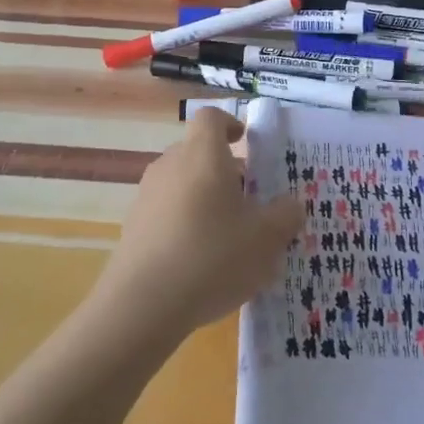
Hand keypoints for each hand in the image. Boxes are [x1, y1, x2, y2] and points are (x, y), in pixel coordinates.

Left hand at [92, 108, 301, 342]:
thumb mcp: (267, 238)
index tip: (247, 142)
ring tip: (230, 238)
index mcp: (203, 155)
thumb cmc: (212, 256)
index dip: (231, 124)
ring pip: (183, 184)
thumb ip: (285, 215)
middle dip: (226, 172)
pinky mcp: (133, 227)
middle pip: (199, 153)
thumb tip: (290, 204)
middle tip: (251, 202)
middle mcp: (170, 165)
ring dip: (206, 200)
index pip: (212, 118)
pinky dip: (186, 225)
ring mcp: (146, 196)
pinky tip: (201, 263)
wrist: (142, 305)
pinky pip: (167, 213)